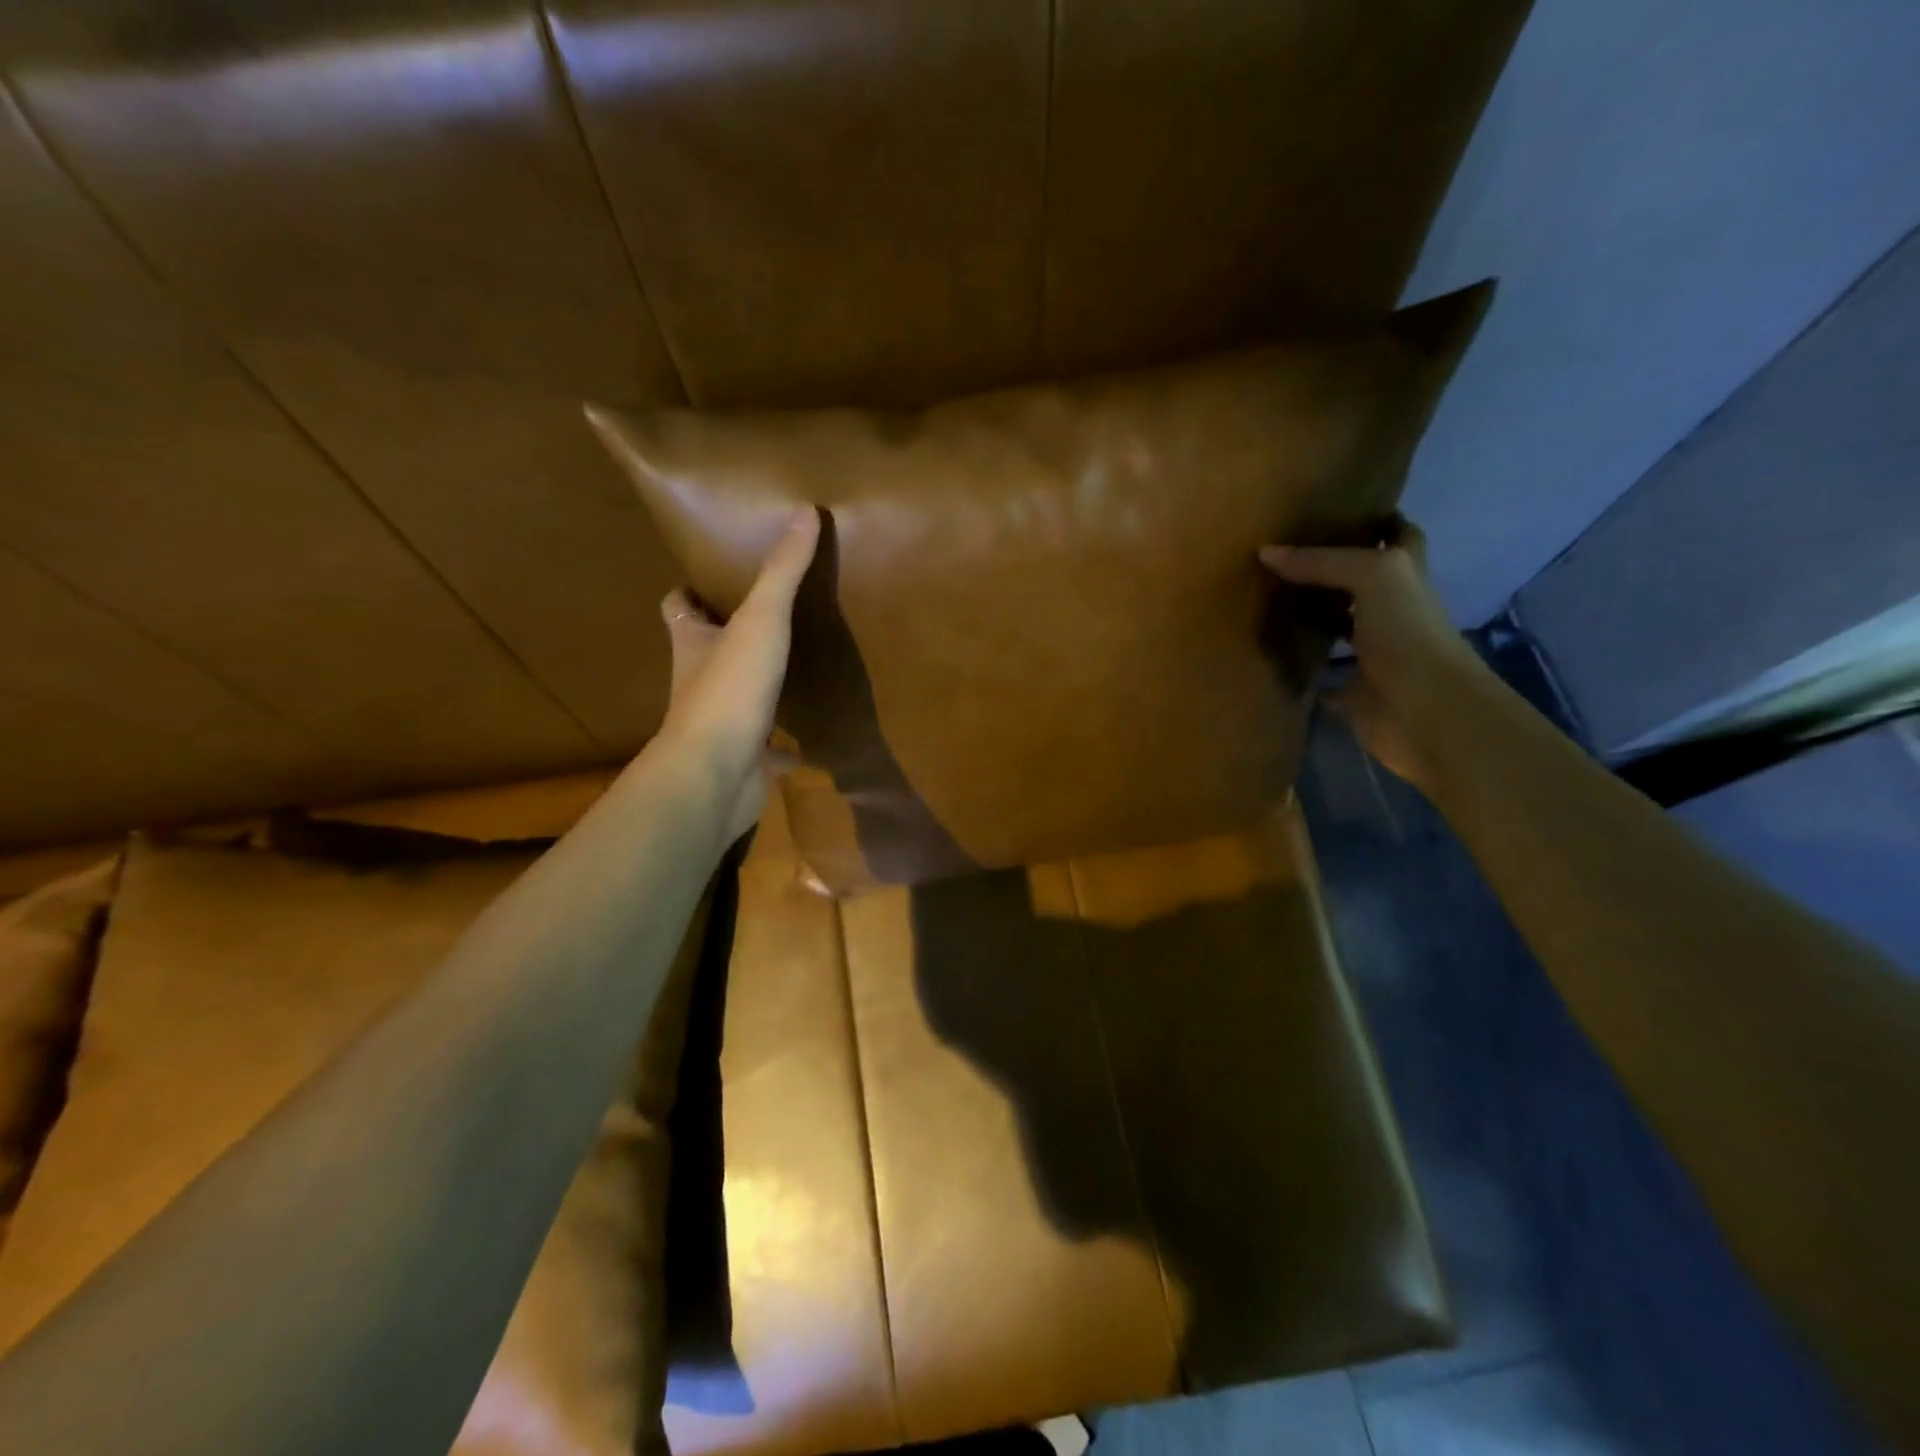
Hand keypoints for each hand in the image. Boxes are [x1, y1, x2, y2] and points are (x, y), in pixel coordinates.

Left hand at [659, 508, 820, 840]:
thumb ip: (782, 571)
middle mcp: (698, 682)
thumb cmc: (729, 689)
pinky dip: (782, 749)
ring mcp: (719, 726)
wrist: (715, 775)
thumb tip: (805, 510)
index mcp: (693, 644)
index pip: (678, 607)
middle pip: (705, 652)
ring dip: (755, 690)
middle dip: (725, 638)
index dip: (688, 592)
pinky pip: (766, 753)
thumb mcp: (761, 620)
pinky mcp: (743, 762)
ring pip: (735, 701)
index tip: (708, 580)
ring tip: (789, 672)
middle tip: (764, 620)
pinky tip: (805, 745)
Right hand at [1259, 517, 1488, 789]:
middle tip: (1282, 556)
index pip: (1399, 537)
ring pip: (1337, 629)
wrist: (1423, 710)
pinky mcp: (1352, 692)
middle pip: (1359, 584)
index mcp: (1405, 579)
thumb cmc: (1407, 633)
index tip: (1339, 510)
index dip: (1378, 521)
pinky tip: (1269, 656)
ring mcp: (1372, 655)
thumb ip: (1322, 562)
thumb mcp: (1372, 576)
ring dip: (1310, 619)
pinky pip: (1321, 677)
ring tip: (1265, 600)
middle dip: (1328, 571)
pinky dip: (1300, 670)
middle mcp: (1391, 613)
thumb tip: (1266, 553)